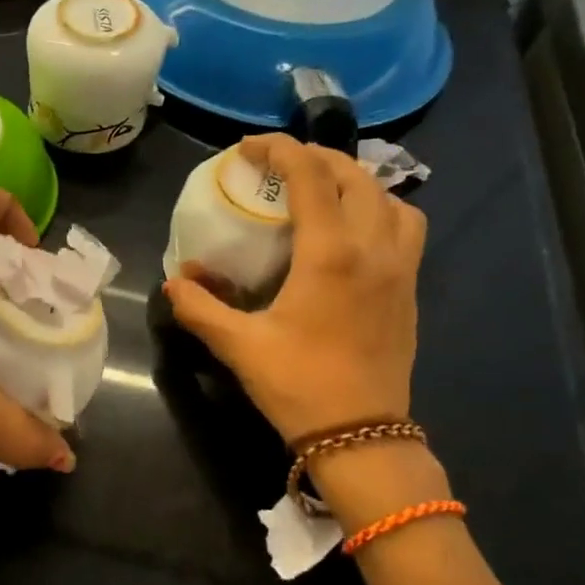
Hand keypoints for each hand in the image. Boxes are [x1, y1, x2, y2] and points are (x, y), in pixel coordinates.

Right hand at [163, 135, 425, 445]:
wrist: (362, 436)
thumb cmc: (298, 385)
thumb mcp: (237, 345)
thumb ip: (199, 307)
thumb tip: (174, 282)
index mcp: (330, 254)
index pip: (310, 177)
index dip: (279, 149)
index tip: (248, 147)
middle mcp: (373, 249)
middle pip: (355, 176)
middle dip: (316, 157)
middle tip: (280, 165)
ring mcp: (400, 269)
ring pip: (390, 199)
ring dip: (355, 181)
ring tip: (322, 191)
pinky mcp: (410, 290)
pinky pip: (405, 228)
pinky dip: (379, 210)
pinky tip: (351, 233)